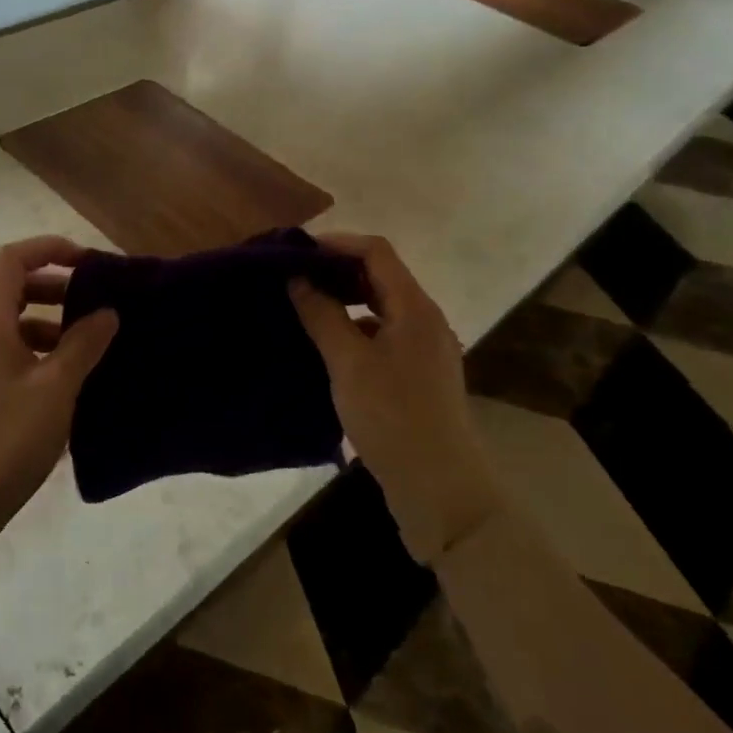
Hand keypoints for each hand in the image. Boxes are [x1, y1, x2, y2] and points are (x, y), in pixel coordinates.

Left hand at [0, 237, 118, 540]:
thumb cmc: (9, 439)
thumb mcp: (57, 388)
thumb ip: (84, 344)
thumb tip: (107, 312)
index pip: (12, 260)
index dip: (49, 249)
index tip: (89, 263)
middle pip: (14, 289)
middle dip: (57, 288)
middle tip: (95, 305)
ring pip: (15, 324)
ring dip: (52, 324)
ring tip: (90, 346)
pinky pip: (12, 353)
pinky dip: (41, 352)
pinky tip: (68, 380)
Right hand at [289, 234, 500, 561]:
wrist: (439, 489)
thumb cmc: (393, 417)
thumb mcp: (349, 363)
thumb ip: (323, 315)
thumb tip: (299, 279)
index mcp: (415, 309)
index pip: (376, 253)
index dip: (337, 243)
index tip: (296, 251)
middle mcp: (424, 321)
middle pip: (380, 277)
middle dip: (337, 271)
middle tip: (293, 277)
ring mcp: (423, 351)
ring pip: (380, 309)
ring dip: (344, 302)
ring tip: (303, 308)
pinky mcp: (416, 377)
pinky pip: (381, 336)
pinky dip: (353, 330)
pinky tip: (325, 347)